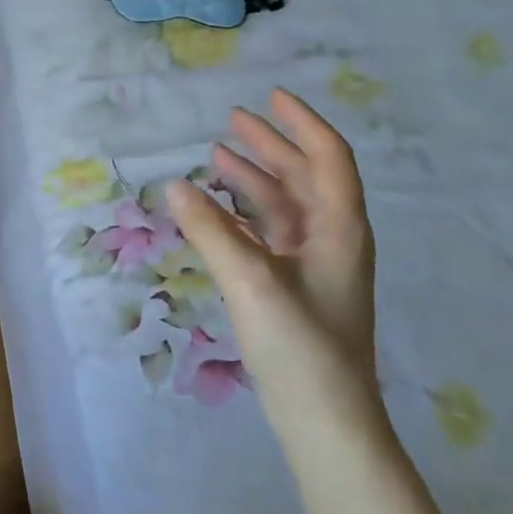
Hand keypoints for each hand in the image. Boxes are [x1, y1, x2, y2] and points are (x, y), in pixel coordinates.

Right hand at [167, 89, 375, 407]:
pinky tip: (217, 210)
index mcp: (338, 228)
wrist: (324, 417)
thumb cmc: (298, 344)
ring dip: (254, 178)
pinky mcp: (294, 287)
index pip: (327, 158)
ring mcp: (314, 265)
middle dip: (271, 145)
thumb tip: (174, 185)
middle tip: (232, 120)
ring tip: (217, 155)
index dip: (301, 123)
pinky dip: (244, 214)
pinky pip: (269, 234)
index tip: (270, 96)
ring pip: (284, 206)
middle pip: (304, 177)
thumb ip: (211, 230)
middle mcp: (331, 238)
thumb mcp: (250, 281)